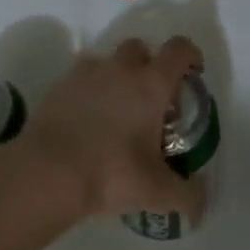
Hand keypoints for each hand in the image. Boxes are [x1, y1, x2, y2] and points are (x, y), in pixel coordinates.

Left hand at [10, 36, 207, 222]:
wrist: (48, 172)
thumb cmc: (111, 173)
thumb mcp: (158, 192)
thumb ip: (188, 196)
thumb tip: (201, 202)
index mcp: (151, 84)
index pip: (178, 49)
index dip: (190, 55)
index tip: (192, 73)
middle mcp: (120, 69)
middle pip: (140, 47)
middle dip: (149, 64)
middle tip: (151, 97)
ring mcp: (85, 74)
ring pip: (107, 60)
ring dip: (116, 75)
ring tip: (116, 109)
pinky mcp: (58, 86)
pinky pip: (80, 78)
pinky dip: (88, 90)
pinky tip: (87, 119)